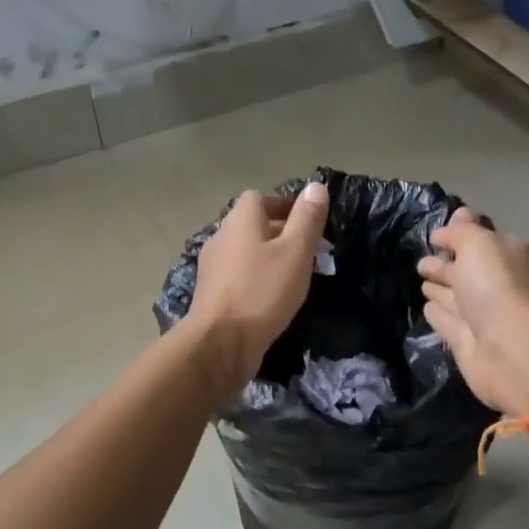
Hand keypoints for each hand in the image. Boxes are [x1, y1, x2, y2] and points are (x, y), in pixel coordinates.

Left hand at [183, 182, 329, 400]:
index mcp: (240, 219)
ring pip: (246, 252)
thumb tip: (316, 186)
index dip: (286, 207)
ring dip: (269, 258)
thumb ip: (307, 219)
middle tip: (310, 253)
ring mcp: (212, 266)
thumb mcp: (296, 252)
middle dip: (281, 234)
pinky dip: (257, 279)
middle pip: (252, 225)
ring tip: (295, 277)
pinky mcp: (212, 294)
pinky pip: (239, 276)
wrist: (221, 342)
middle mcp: (221, 236)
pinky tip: (272, 298)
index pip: (261, 198)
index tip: (310, 225)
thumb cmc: (263, 291)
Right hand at [417, 208, 528, 417]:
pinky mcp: (466, 340)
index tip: (437, 232)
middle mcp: (496, 283)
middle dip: (446, 261)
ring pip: (455, 294)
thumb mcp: (478, 243)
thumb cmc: (495, 286)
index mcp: (507, 255)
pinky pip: (448, 320)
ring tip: (421, 278)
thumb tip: (444, 231)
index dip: (461, 231)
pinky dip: (438, 313)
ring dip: (440, 286)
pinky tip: (426, 307)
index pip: (482, 237)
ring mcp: (481, 314)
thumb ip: (460, 232)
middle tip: (422, 259)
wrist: (507, 348)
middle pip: (466, 268)